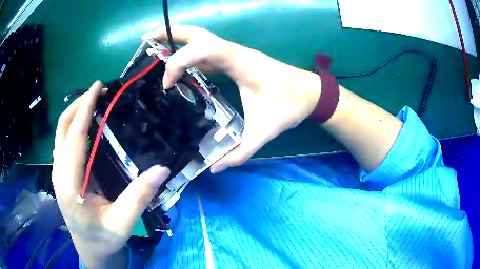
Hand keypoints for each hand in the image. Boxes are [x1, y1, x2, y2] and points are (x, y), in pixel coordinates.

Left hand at [52, 81, 169, 267]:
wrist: (88, 248)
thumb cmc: (103, 238)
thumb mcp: (123, 222)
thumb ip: (139, 197)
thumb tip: (162, 169)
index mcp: (69, 184)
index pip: (74, 138)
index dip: (85, 109)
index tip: (97, 87)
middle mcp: (58, 173)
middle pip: (62, 128)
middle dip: (79, 104)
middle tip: (100, 90)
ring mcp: (57, 171)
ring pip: (60, 132)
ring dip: (75, 112)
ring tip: (95, 101)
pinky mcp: (60, 172)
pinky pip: (63, 141)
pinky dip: (74, 125)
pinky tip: (87, 123)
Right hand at [143, 26, 320, 172]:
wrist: (309, 93)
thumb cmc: (290, 106)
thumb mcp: (265, 132)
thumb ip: (241, 152)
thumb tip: (215, 168)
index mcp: (240, 62)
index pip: (202, 49)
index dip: (179, 62)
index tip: (168, 85)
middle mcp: (234, 52)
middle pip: (197, 34)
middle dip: (170, 34)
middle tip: (145, 39)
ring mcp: (234, 54)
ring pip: (201, 39)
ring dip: (177, 41)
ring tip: (153, 47)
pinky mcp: (235, 61)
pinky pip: (207, 52)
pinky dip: (189, 55)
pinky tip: (178, 66)